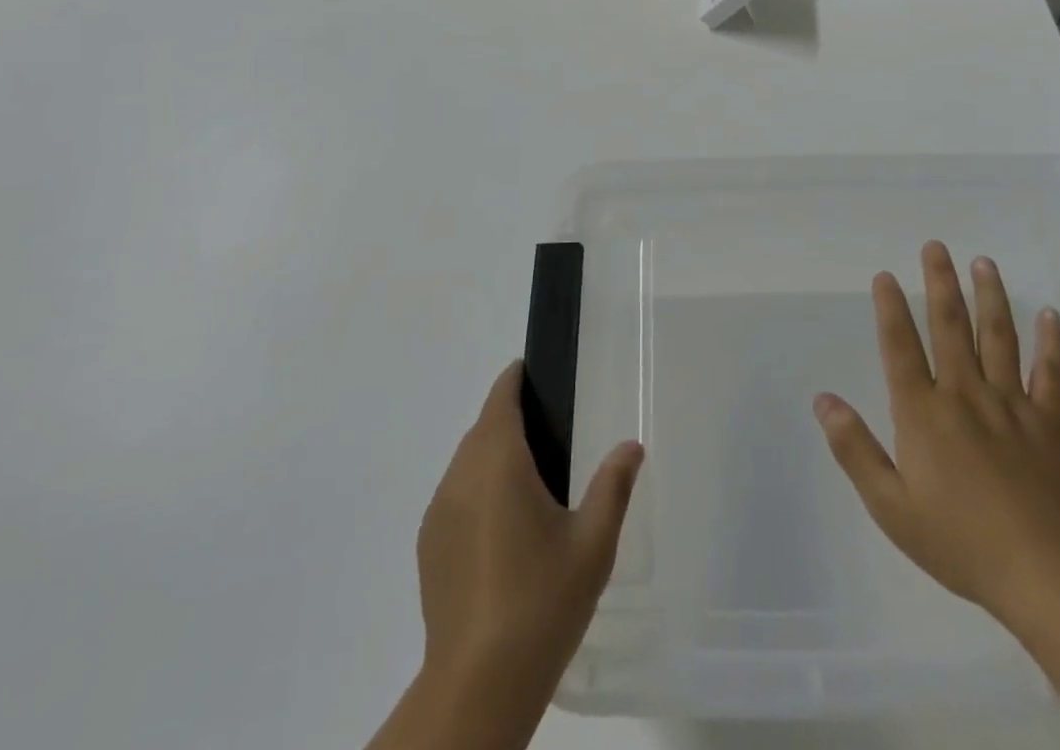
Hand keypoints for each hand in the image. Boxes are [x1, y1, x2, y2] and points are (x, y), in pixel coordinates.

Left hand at [416, 360, 643, 702]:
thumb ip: (613, 486)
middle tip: (551, 434)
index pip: (501, 398)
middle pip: (483, 428)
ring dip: (493, 457)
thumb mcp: (593, 544)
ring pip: (467, 462)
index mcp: (498, 461)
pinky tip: (503, 529)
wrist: (478, 684)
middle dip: (511, 419)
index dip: (516, 379)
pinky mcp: (428, 546)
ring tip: (531, 483)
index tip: (537, 375)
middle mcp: (460, 476)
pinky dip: (477, 492)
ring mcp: (438, 512)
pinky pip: (455, 497)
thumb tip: (631, 446)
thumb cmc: (542, 601)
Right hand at [813, 243, 1059, 636]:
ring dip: (990, 297)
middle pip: (950, 327)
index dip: (890, 309)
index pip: (900, 348)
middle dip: (940, 283)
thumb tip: (822, 400)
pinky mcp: (1050, 426)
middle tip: (935, 245)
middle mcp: (965, 395)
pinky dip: (1052, 343)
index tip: (885, 275)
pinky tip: (1051, 315)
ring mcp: (1012, 406)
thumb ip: (855, 449)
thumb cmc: (961, 543)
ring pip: (999, 339)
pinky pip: (1052, 376)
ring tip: (983, 262)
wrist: (1048, 579)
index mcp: (924, 413)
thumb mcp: (891, 507)